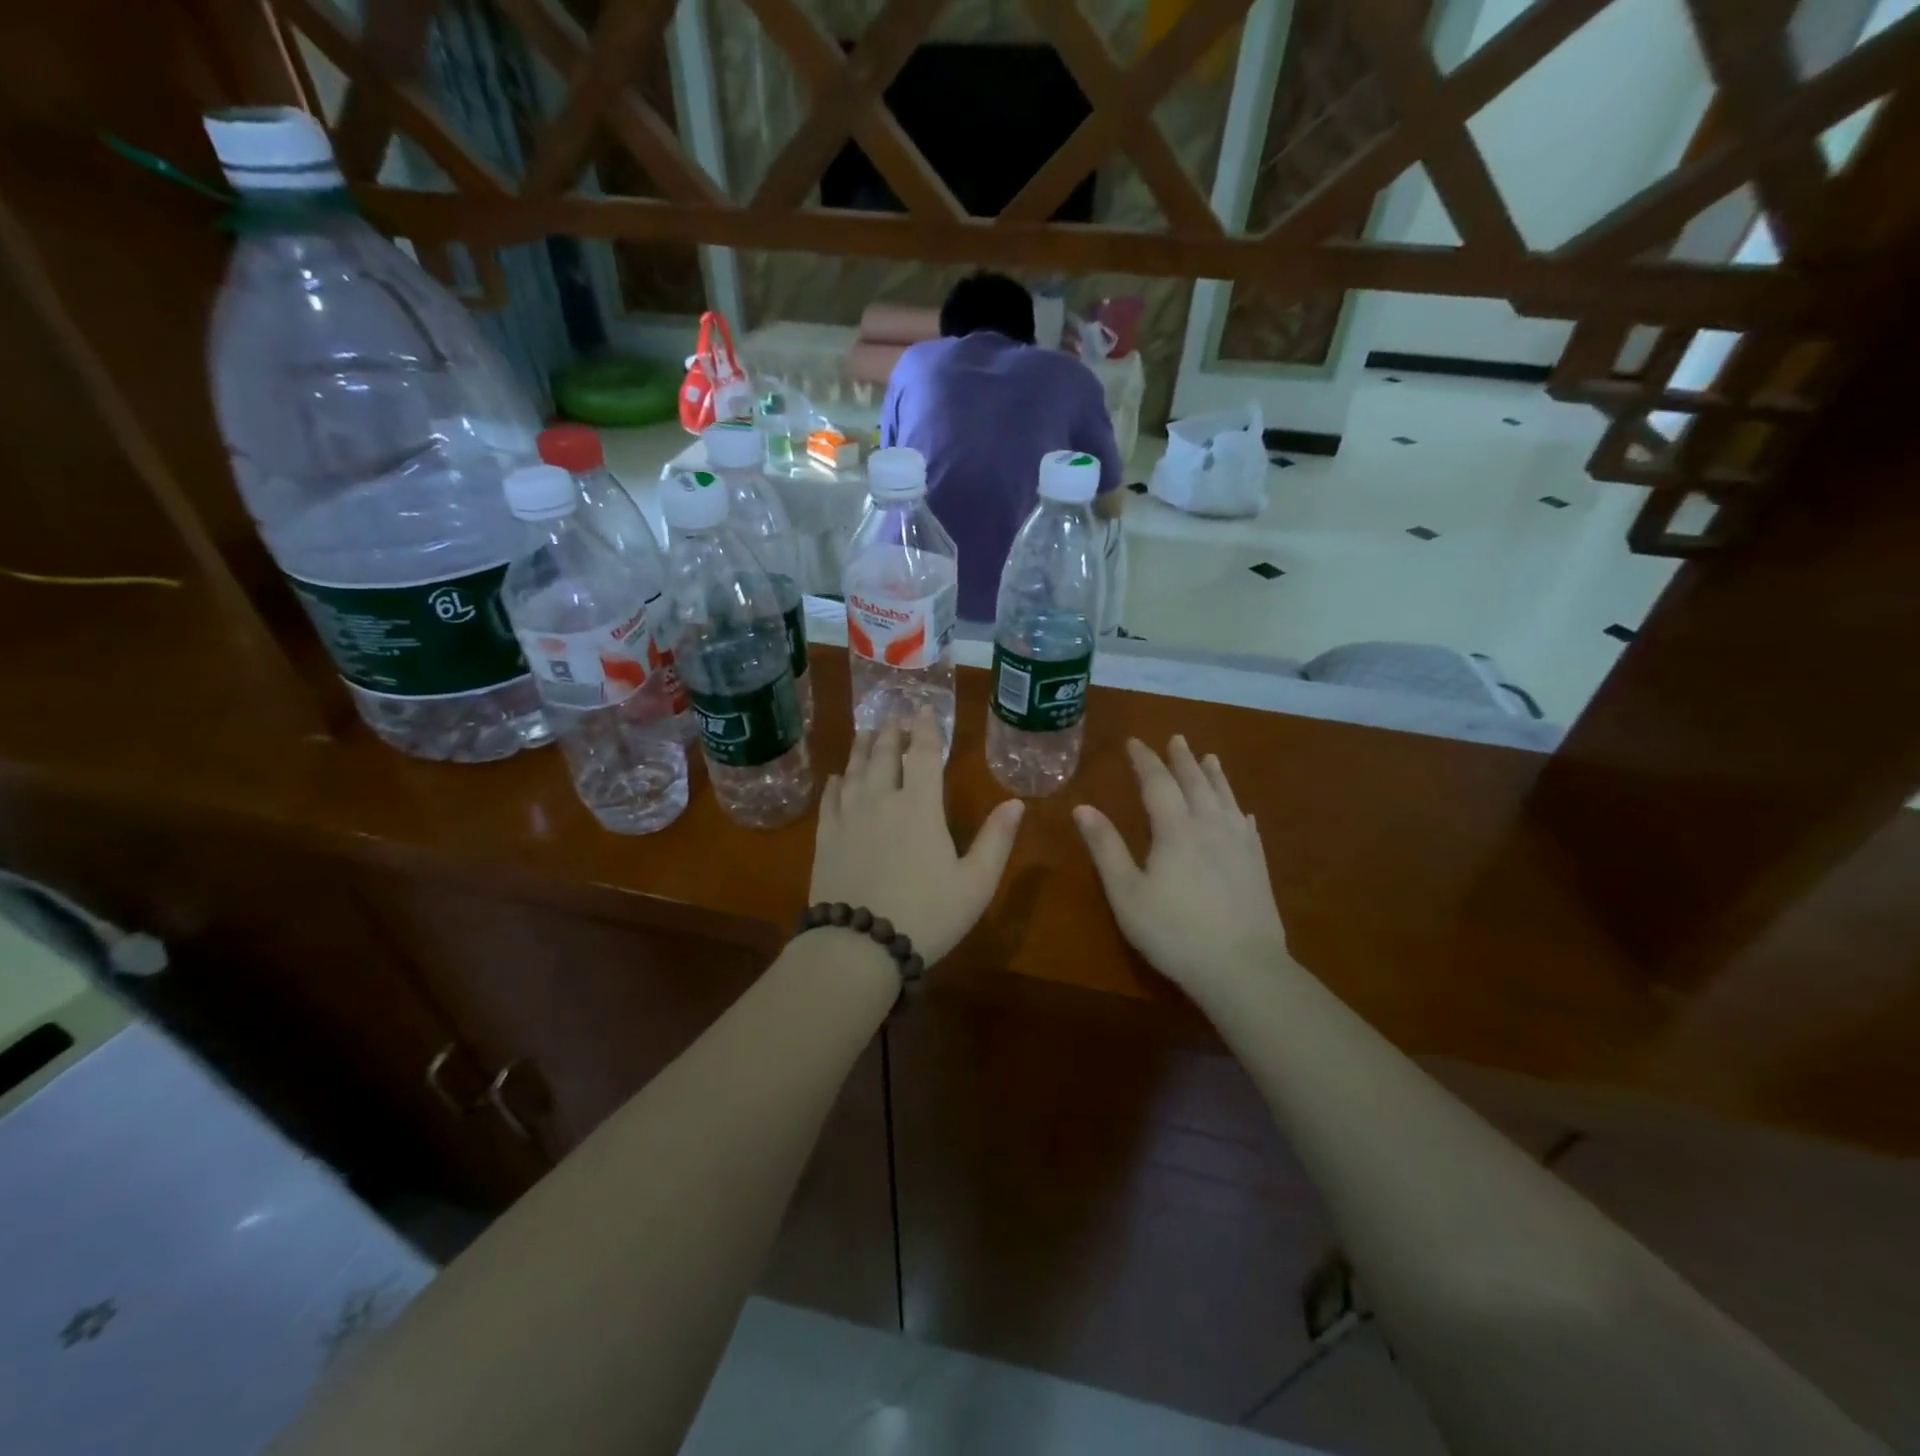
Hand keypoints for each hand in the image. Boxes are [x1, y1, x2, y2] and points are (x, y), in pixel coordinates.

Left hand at [811, 712, 1024, 966]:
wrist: (859, 947)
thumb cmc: (926, 915)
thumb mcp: (975, 884)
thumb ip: (996, 840)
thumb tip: (1016, 802)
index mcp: (920, 806)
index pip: (924, 754)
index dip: (926, 728)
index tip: (924, 709)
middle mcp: (881, 801)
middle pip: (885, 755)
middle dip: (892, 732)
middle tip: (893, 717)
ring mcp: (849, 818)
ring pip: (854, 771)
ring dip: (862, 748)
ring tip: (866, 732)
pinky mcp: (826, 838)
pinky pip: (830, 800)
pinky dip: (835, 783)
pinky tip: (836, 778)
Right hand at [1073, 736, 1289, 995]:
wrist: (1242, 968)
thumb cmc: (1173, 931)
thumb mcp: (1127, 893)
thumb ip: (1106, 848)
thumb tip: (1082, 807)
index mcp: (1175, 829)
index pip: (1157, 782)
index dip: (1145, 760)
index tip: (1134, 742)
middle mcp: (1210, 826)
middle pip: (1196, 783)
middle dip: (1182, 759)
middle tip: (1176, 738)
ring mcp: (1239, 845)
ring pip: (1225, 798)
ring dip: (1214, 775)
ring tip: (1210, 757)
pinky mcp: (1257, 865)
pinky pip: (1247, 825)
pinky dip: (1238, 809)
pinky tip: (1241, 811)